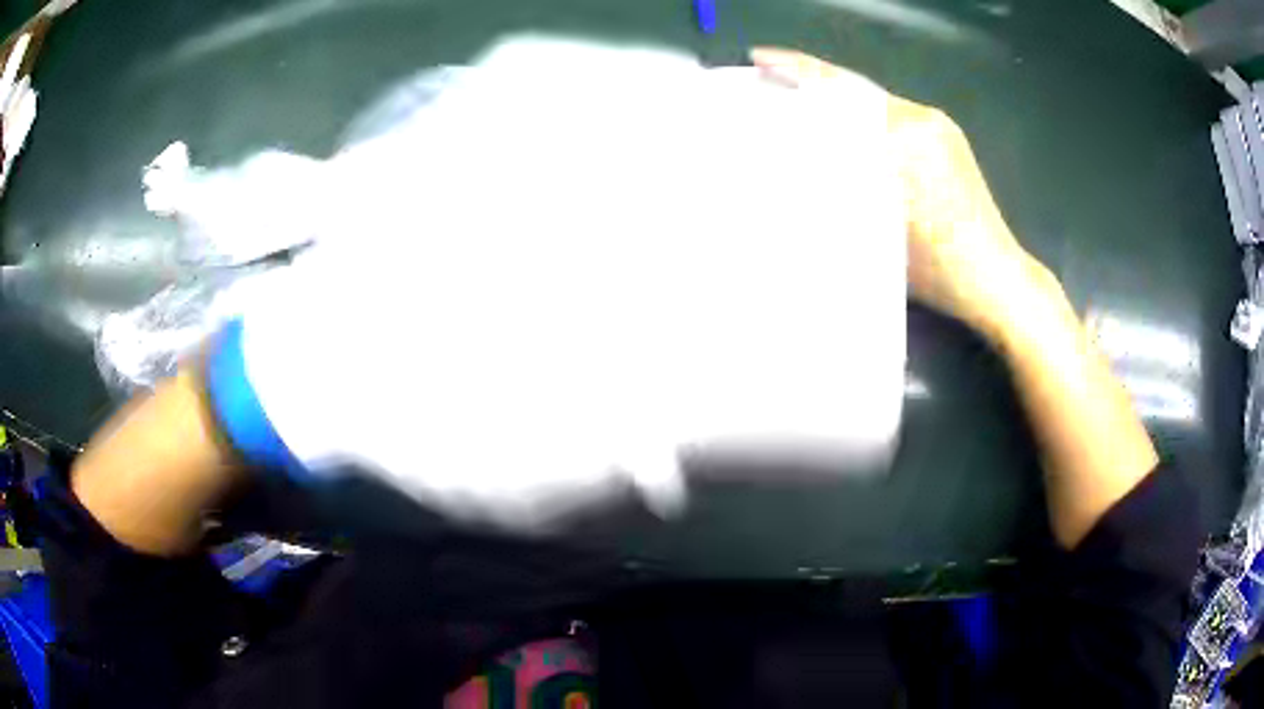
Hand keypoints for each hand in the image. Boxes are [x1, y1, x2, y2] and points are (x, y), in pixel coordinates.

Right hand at [750, 48, 1046, 341]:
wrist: (996, 279)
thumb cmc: (939, 268)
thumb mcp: (879, 230)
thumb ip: (842, 185)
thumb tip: (801, 158)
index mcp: (906, 137)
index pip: (842, 93)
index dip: (800, 71)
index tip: (762, 59)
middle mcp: (924, 120)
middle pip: (856, 91)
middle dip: (813, 83)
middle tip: (773, 79)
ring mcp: (940, 128)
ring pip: (875, 103)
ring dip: (838, 102)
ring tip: (803, 106)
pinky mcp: (948, 140)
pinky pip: (895, 116)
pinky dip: (864, 119)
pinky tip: (847, 132)